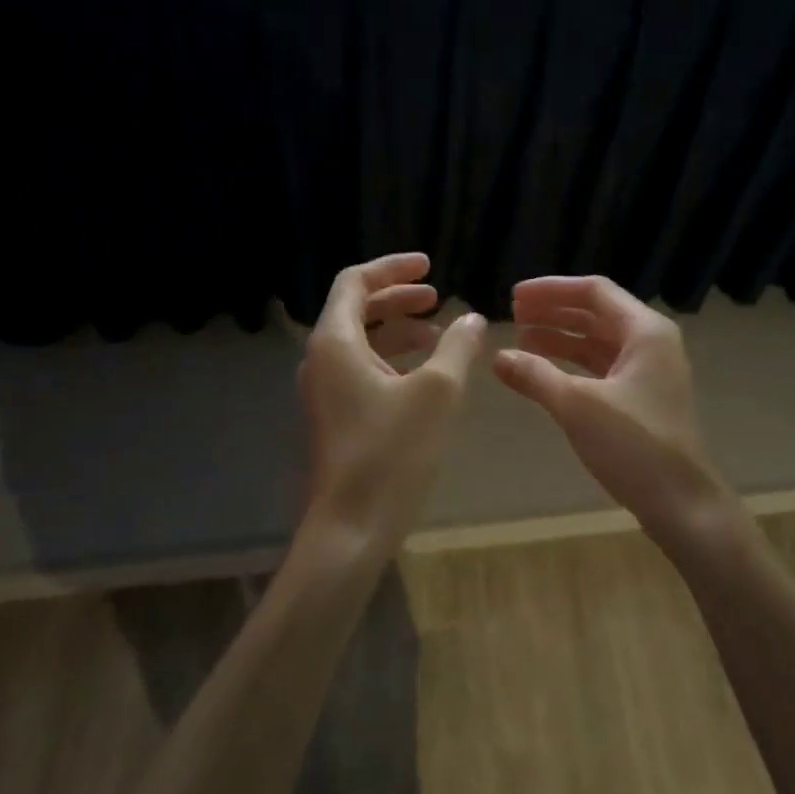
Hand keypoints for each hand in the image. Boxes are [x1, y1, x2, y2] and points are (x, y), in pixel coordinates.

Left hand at [299, 252, 486, 553]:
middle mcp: (322, 360)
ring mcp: (325, 390)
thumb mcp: (438, 391)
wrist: (352, 528)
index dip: (392, 268)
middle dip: (398, 298)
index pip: (355, 282)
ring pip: (362, 342)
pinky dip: (394, 359)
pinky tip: (427, 374)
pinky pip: (363, 369)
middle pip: (357, 309)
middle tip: (437, 295)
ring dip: (399, 330)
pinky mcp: (336, 416)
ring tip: (441, 333)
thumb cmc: (393, 452)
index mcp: (335, 342)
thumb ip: (458, 346)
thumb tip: (472, 318)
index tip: (429, 266)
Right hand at [493, 276, 734, 544]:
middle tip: (512, 313)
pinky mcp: (641, 398)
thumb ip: (536, 376)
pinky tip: (543, 369)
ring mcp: (648, 371)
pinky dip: (572, 363)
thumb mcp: (578, 406)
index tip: (514, 296)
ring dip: (560, 336)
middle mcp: (651, 343)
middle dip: (553, 311)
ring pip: (598, 340)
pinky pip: (601, 366)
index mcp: (645, 331)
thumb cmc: (635, 446)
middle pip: (596, 313)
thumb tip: (497, 357)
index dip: (551, 290)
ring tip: (520, 338)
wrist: (683, 505)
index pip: (594, 291)